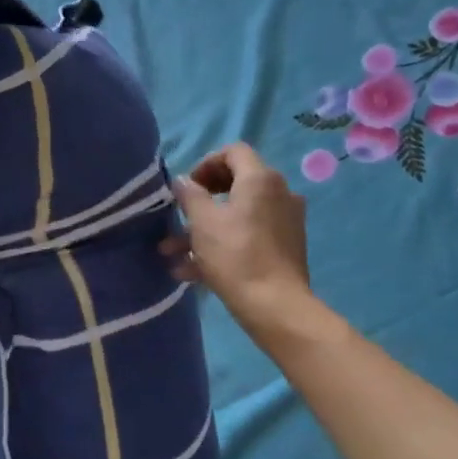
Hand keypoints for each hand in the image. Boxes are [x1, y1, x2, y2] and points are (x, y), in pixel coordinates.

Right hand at [165, 143, 310, 331]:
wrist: (276, 306)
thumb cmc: (235, 255)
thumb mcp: (202, 222)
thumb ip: (189, 195)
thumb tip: (181, 181)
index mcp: (261, 179)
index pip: (233, 152)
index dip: (206, 163)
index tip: (188, 187)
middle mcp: (279, 193)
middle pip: (236, 183)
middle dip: (202, 200)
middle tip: (182, 213)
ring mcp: (285, 222)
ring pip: (238, 216)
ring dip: (204, 229)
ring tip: (172, 252)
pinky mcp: (285, 248)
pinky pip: (248, 236)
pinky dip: (222, 245)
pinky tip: (191, 270)